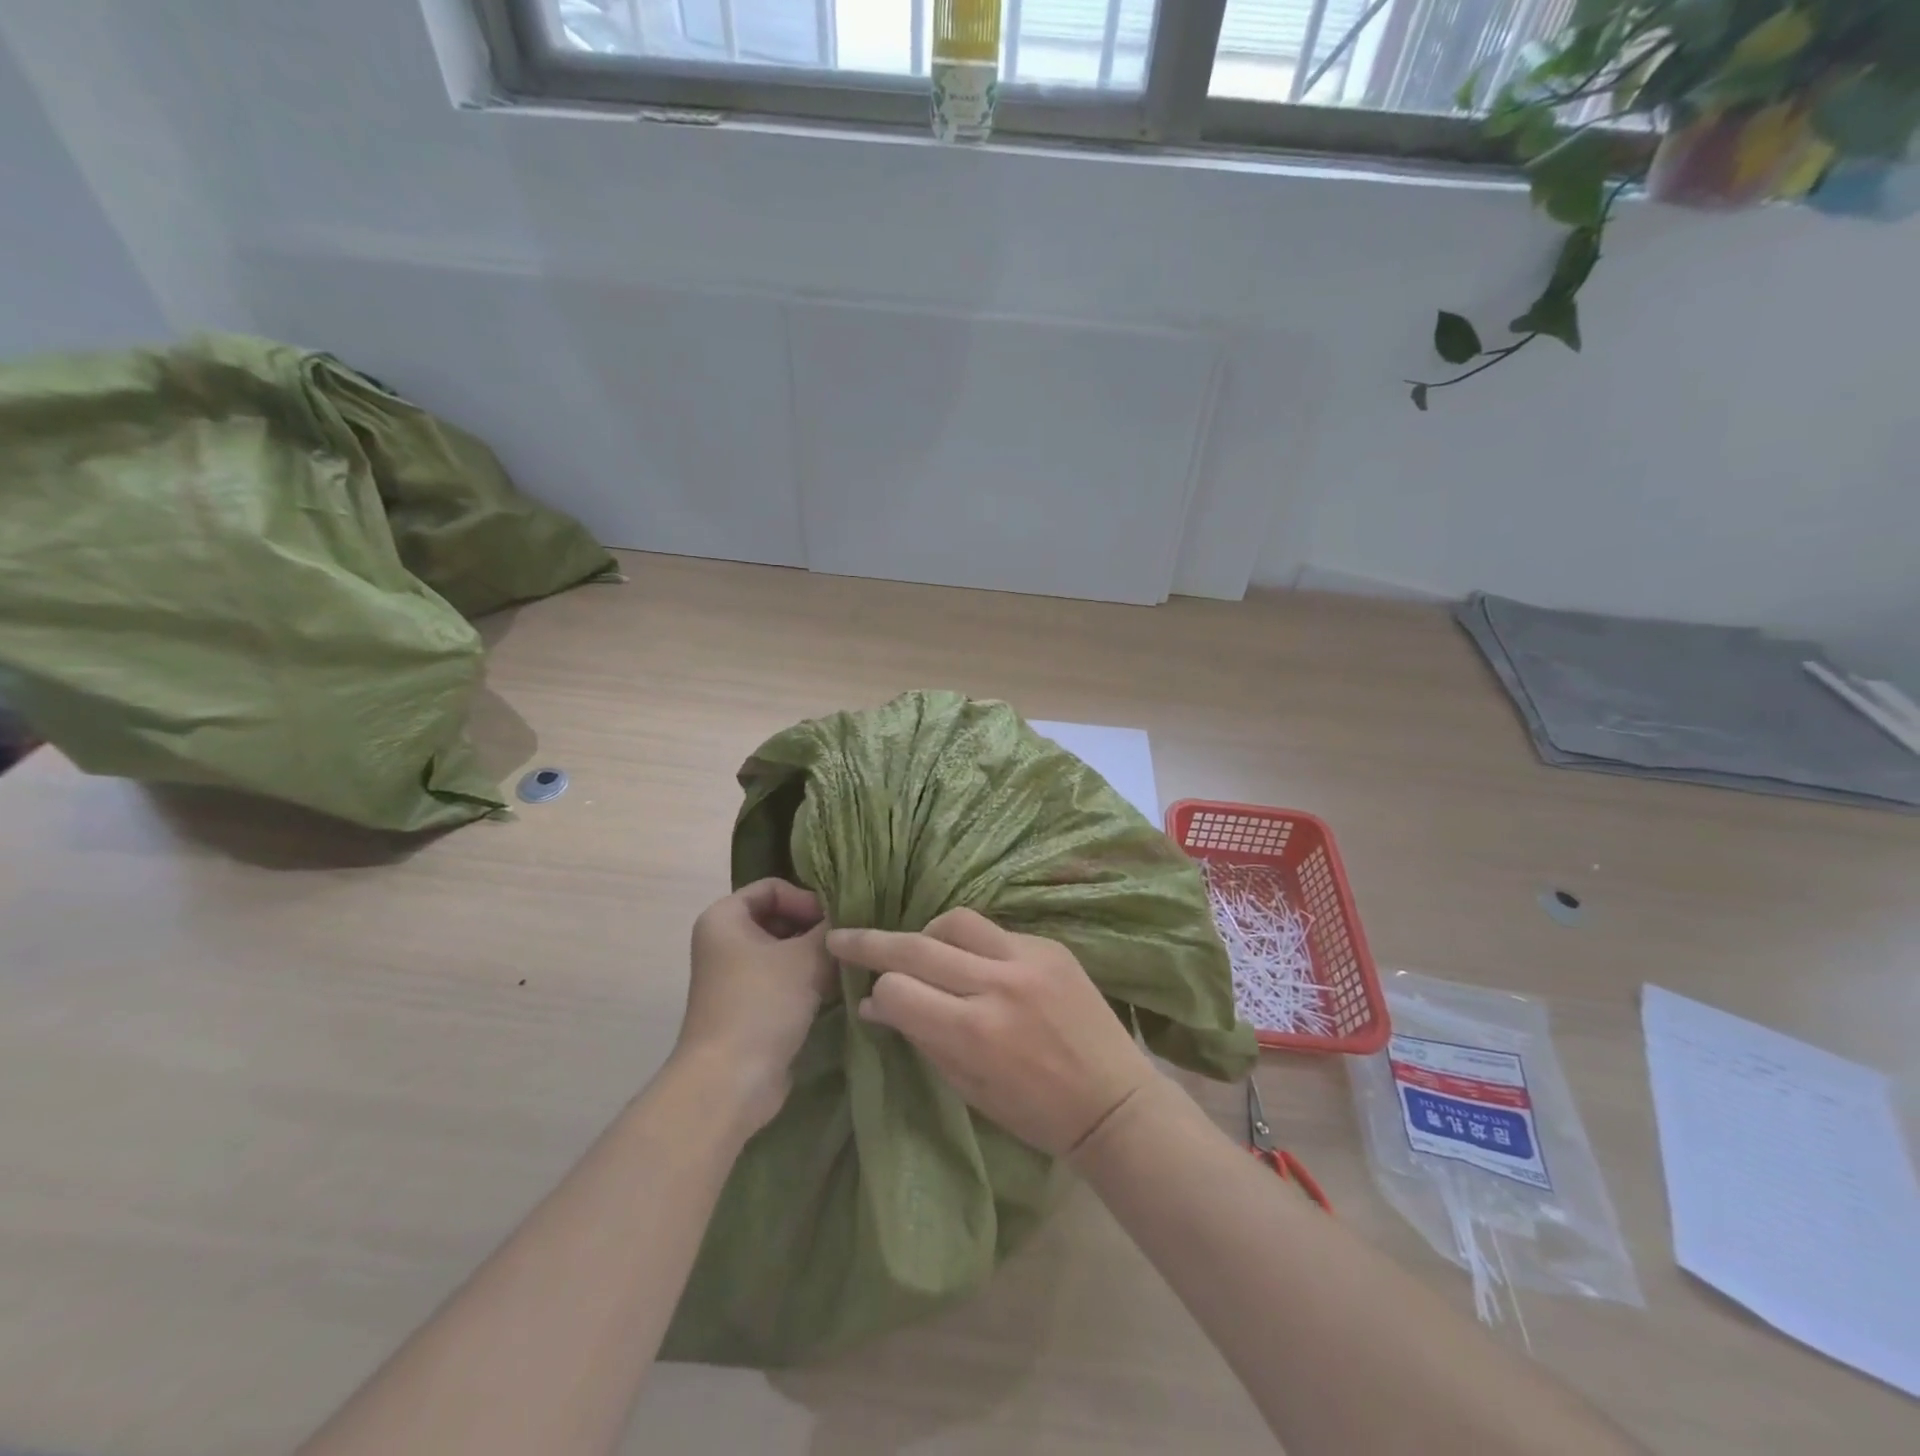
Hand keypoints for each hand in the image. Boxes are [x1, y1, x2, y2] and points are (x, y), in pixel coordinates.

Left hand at [681, 879, 834, 1133]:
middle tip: (848, 944)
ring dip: (816, 956)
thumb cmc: (762, 1004)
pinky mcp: (750, 1007)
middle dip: (816, 928)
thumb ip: (832, 929)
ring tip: (847, 966)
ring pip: (785, 951)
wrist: (730, 1082)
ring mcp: (736, 977)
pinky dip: (808, 980)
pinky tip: (836, 989)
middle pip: (780, 918)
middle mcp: (725, 941)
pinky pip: (783, 980)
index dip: (807, 898)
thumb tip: (852, 915)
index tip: (835, 921)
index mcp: (725, 917)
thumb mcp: (806, 957)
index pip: (773, 887)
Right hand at [826, 909, 1158, 1156]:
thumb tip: (875, 1005)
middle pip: (916, 945)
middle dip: (871, 942)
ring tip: (919, 949)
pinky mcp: (1051, 946)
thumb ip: (921, 1038)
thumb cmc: (1035, 1112)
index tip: (870, 999)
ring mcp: (1028, 958)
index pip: (897, 990)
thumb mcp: (968, 1088)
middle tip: (842, 937)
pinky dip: (972, 944)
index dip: (877, 995)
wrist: (1113, 1101)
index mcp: (973, 1032)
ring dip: (927, 933)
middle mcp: (997, 984)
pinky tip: (973, 962)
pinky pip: (995, 931)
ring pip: (954, 920)